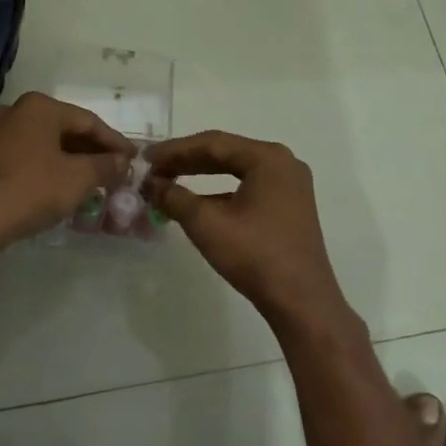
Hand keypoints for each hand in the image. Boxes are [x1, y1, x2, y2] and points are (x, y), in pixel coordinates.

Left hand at [0, 92, 135, 244]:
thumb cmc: (33, 189)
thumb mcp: (79, 178)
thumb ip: (106, 166)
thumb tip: (123, 162)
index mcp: (40, 106)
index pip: (89, 121)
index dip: (115, 142)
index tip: (134, 159)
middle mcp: (16, 111)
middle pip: (65, 129)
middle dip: (92, 151)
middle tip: (116, 170)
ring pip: (46, 144)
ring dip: (71, 161)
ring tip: (93, 180)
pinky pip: (28, 157)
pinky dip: (49, 168)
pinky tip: (62, 187)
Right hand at [144, 131, 346, 325]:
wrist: (301, 301)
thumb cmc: (255, 256)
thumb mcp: (206, 224)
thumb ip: (174, 197)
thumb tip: (149, 184)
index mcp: (268, 159)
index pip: (213, 143)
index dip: (174, 150)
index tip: (145, 158)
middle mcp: (283, 164)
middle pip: (225, 153)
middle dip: (186, 160)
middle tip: (152, 169)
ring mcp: (289, 186)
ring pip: (235, 170)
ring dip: (201, 175)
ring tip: (168, 182)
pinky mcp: (288, 207)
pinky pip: (247, 188)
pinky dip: (219, 192)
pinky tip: (195, 204)